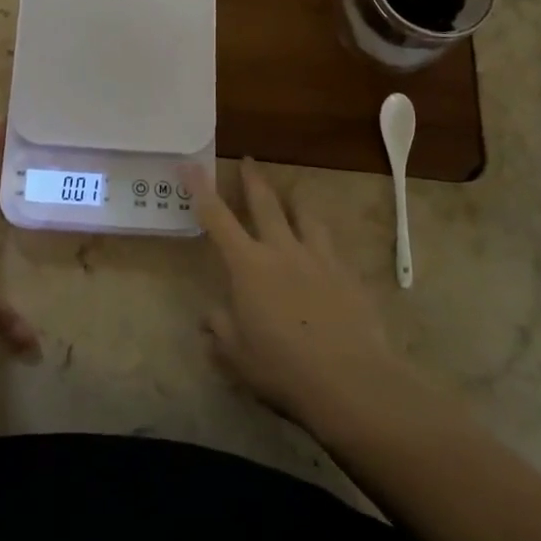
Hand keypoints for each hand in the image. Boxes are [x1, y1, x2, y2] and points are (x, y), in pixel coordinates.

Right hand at [191, 160, 408, 427]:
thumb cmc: (283, 367)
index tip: (190, 163)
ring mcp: (318, 258)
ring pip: (305, 216)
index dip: (200, 188)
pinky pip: (331, 245)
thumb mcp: (237, 355)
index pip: (216, 218)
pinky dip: (322, 238)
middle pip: (265, 204)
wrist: (350, 380)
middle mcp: (281, 250)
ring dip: (295, 202)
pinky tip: (326, 247)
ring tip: (293, 195)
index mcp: (248, 265)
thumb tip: (209, 316)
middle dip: (253, 180)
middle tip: (249, 160)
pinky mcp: (347, 274)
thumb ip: (220, 329)